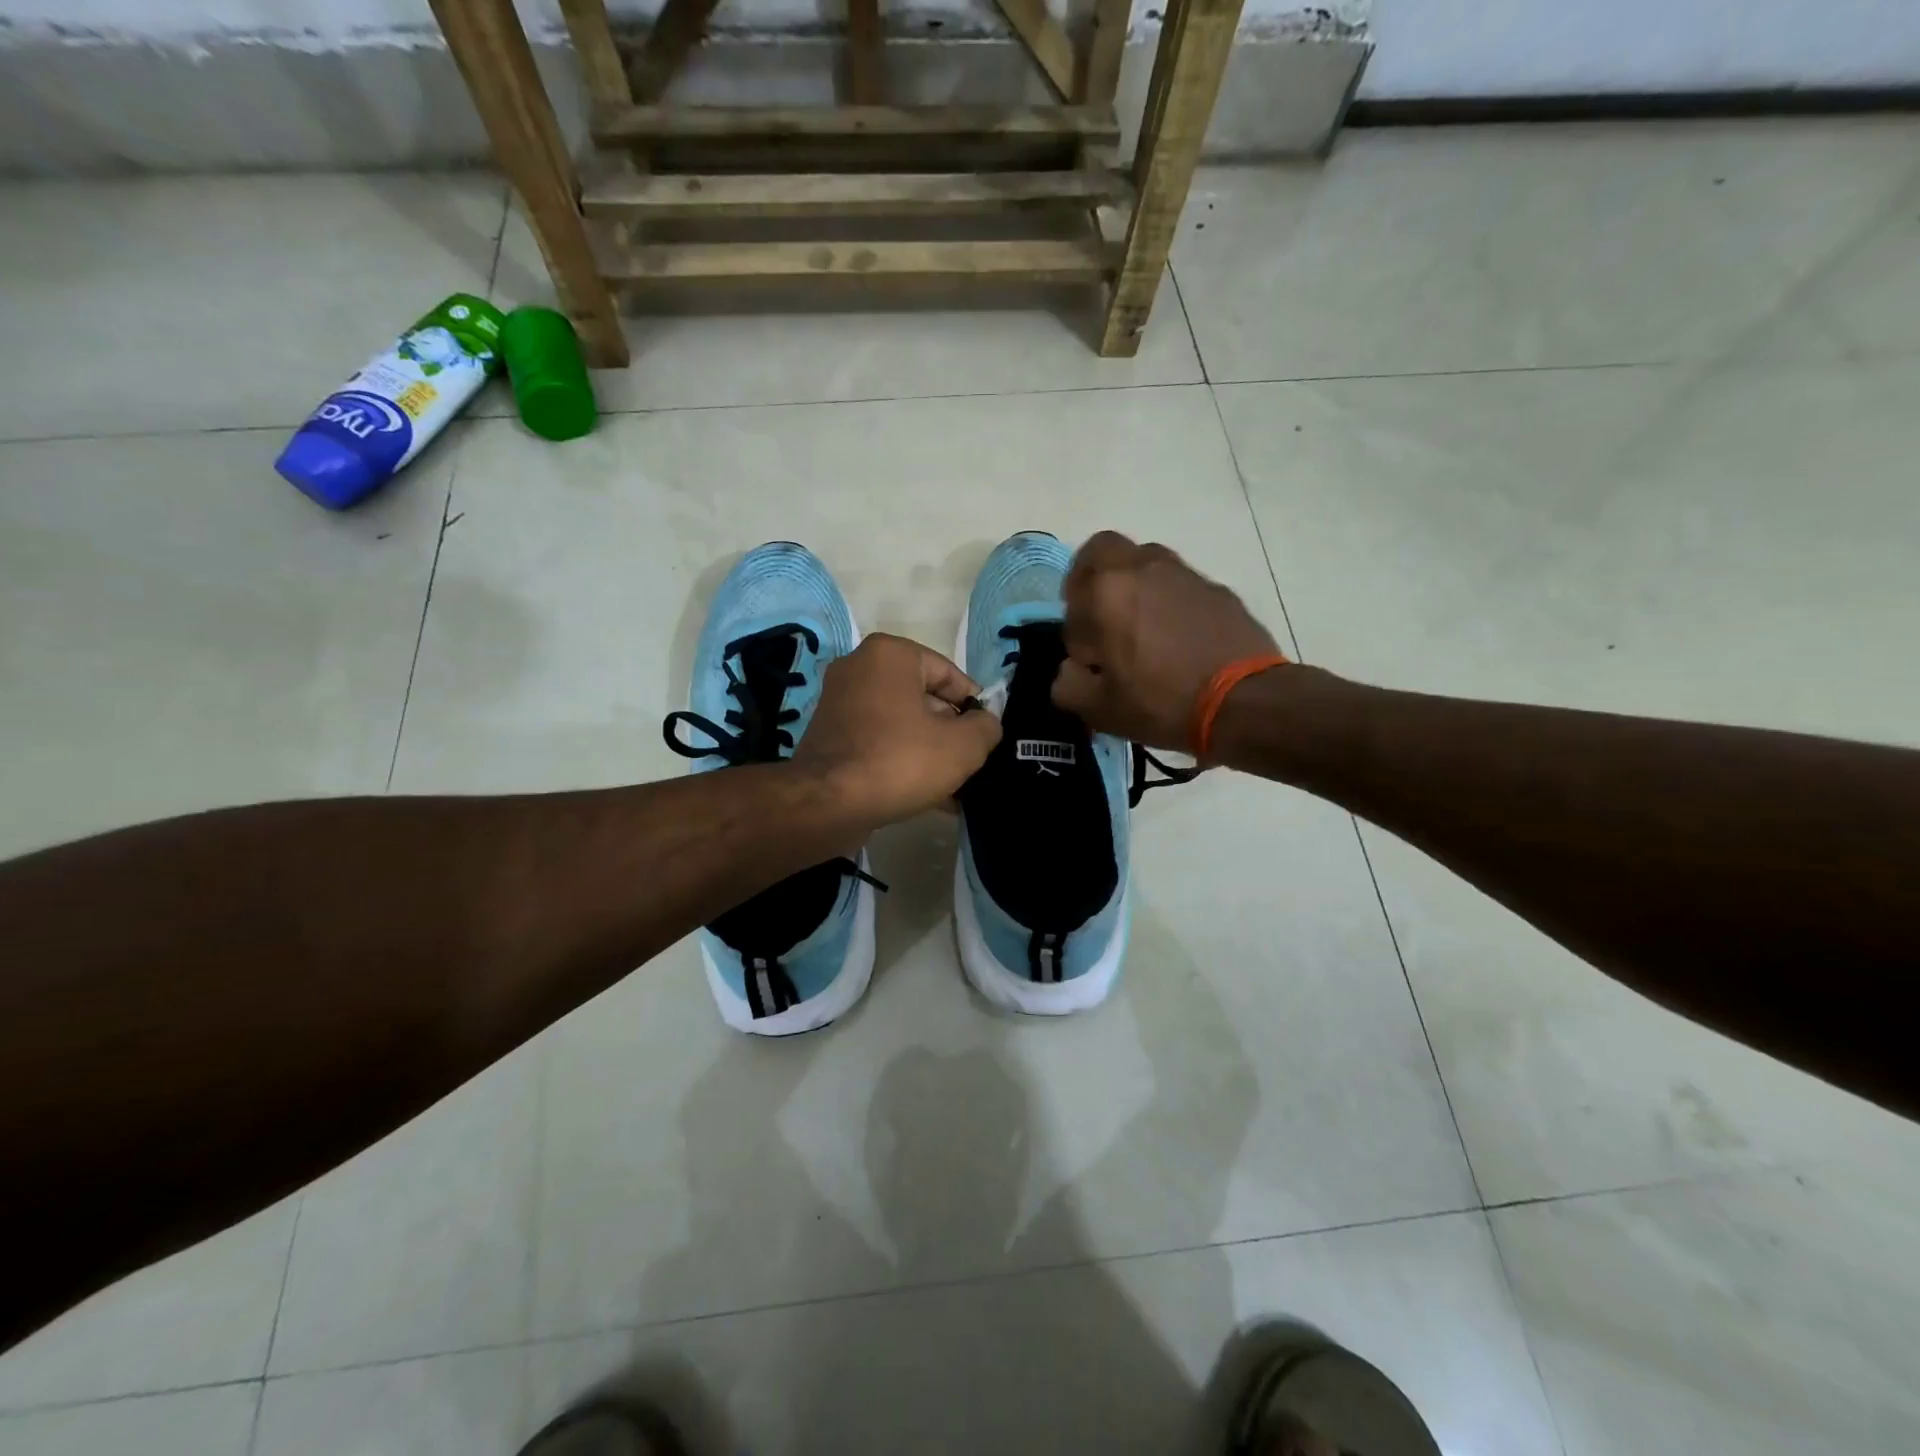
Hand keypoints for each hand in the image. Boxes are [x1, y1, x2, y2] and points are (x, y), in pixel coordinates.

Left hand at [795, 633, 1002, 827]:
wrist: (827, 804)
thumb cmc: (900, 760)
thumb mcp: (963, 746)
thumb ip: (986, 728)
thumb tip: (986, 724)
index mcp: (891, 654)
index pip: (949, 674)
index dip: (975, 707)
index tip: (987, 736)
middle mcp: (859, 668)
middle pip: (923, 699)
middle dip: (950, 732)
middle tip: (971, 764)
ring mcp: (839, 702)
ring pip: (901, 724)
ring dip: (928, 751)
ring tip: (954, 787)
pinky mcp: (829, 735)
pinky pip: (878, 741)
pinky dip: (901, 760)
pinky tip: (926, 796)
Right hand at [1053, 531, 1283, 751]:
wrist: (1245, 702)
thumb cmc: (1161, 703)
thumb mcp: (1099, 710)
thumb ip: (1068, 685)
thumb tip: (1070, 671)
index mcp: (1105, 593)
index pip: (1071, 605)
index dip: (1075, 637)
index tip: (1090, 664)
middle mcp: (1141, 568)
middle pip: (1101, 551)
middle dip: (1091, 578)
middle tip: (1097, 615)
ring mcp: (1182, 574)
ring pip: (1143, 561)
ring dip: (1131, 585)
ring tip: (1140, 628)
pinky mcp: (1215, 588)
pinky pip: (1178, 584)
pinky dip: (1168, 601)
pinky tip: (1178, 640)